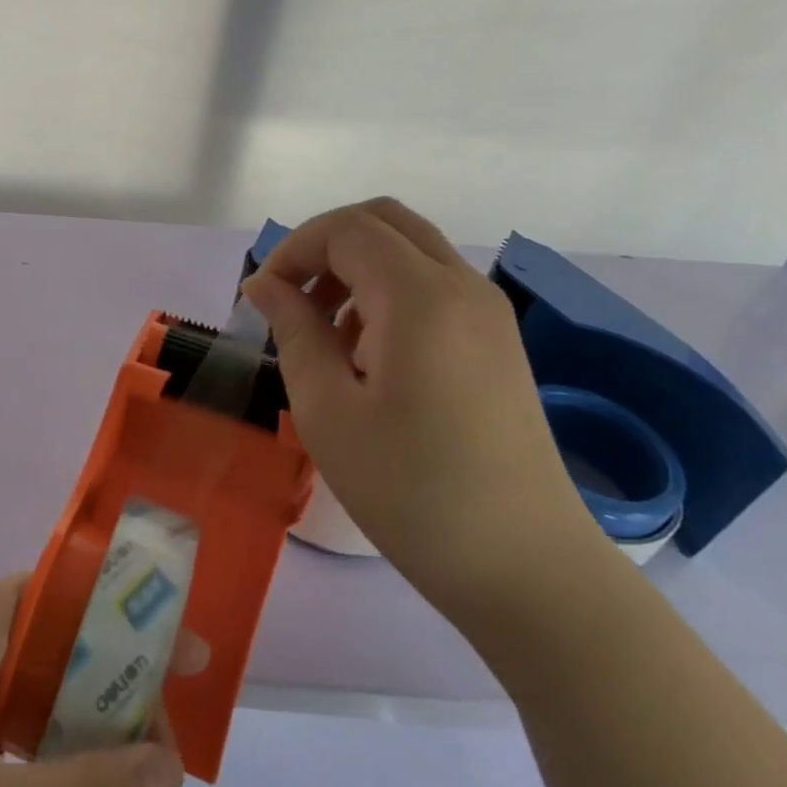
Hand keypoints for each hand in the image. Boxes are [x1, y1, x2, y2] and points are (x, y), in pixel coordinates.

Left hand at [0, 576, 185, 786]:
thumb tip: (171, 764)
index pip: (50, 598)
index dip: (118, 615)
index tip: (181, 655)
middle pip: (47, 643)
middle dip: (110, 677)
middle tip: (172, 727)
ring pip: (32, 692)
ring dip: (85, 721)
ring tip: (145, 761)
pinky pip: (11, 733)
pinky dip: (54, 755)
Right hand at [242, 197, 601, 605]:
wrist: (524, 565)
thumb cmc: (410, 489)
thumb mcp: (326, 409)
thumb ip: (293, 330)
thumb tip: (265, 283)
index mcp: (420, 297)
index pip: (346, 228)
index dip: (293, 249)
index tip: (262, 299)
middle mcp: (463, 286)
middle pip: (384, 220)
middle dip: (324, 245)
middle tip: (291, 298)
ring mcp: (489, 313)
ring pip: (411, 249)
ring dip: (356, 267)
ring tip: (324, 332)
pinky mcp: (498, 342)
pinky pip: (434, 284)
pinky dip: (388, 290)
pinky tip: (368, 354)